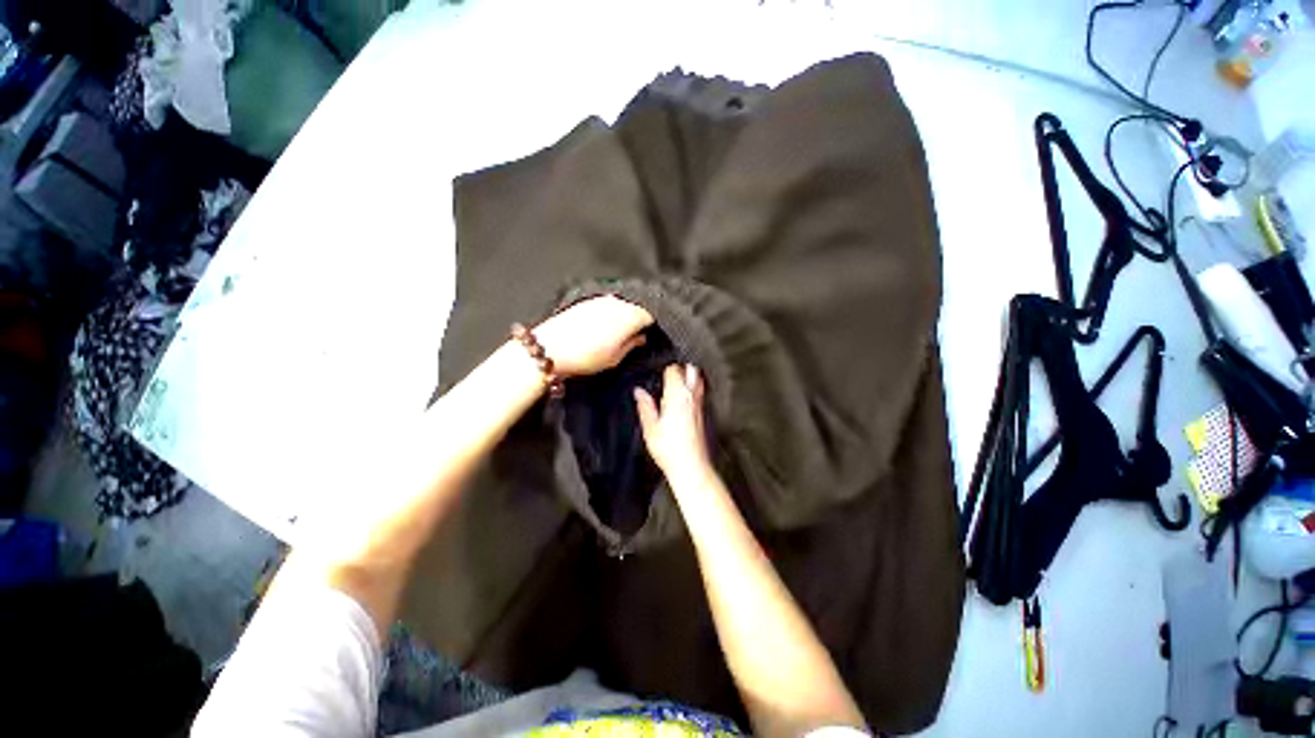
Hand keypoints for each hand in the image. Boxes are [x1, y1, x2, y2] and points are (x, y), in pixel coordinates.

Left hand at [534, 295, 652, 376]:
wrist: (550, 349)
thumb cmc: (585, 357)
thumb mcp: (615, 358)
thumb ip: (632, 345)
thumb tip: (641, 338)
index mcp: (629, 316)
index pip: (647, 316)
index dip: (647, 329)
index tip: (642, 339)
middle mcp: (616, 303)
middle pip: (633, 309)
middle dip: (633, 322)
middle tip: (628, 340)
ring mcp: (599, 300)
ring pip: (618, 307)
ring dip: (619, 318)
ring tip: (611, 337)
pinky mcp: (584, 302)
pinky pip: (603, 307)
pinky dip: (605, 316)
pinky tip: (597, 330)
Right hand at [634, 364, 711, 482]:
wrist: (691, 466)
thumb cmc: (670, 449)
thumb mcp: (650, 428)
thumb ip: (645, 406)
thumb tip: (639, 392)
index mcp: (677, 396)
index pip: (674, 370)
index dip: (666, 369)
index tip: (659, 372)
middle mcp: (691, 397)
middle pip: (692, 370)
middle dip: (682, 368)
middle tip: (669, 373)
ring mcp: (700, 405)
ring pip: (698, 380)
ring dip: (690, 377)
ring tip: (677, 383)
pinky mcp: (703, 414)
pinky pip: (700, 393)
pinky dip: (693, 389)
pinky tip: (684, 399)